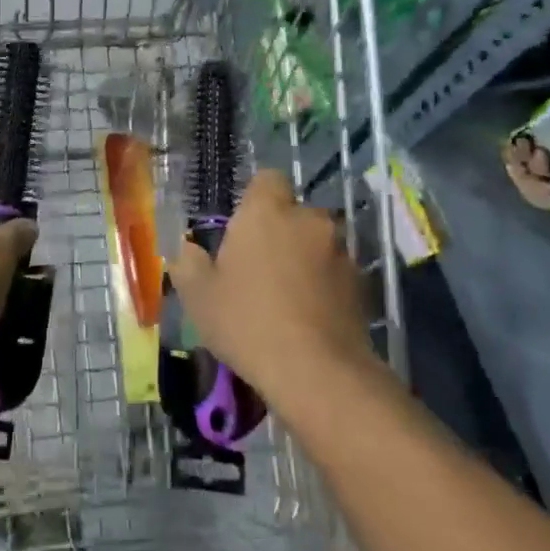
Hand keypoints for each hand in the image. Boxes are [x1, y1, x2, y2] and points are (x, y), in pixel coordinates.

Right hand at [169, 169, 376, 407]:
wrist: (316, 371)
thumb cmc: (247, 321)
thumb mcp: (197, 295)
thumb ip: (188, 262)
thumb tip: (190, 250)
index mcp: (267, 211)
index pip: (267, 179)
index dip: (255, 200)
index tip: (242, 230)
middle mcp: (308, 219)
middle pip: (293, 213)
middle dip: (280, 232)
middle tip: (259, 268)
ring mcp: (340, 249)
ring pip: (317, 242)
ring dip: (304, 258)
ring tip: (287, 297)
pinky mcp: (361, 281)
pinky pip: (335, 271)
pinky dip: (324, 284)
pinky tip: (310, 316)